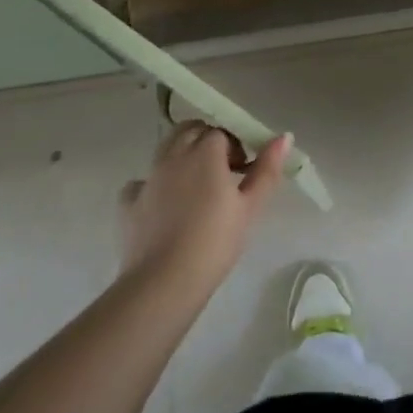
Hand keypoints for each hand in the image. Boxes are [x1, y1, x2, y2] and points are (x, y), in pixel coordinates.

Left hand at [118, 123, 289, 293]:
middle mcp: (174, 156)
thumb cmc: (215, 242)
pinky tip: (162, 204)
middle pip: (190, 130)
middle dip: (206, 140)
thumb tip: (284, 136)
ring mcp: (149, 177)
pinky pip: (142, 181)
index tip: (243, 170)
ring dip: (181, 154)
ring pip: (165, 149)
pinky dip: (154, 185)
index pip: (221, 133)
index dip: (235, 146)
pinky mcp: (129, 202)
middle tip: (222, 171)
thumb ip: (267, 169)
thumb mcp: (250, 207)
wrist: (164, 281)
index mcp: (205, 152)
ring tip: (195, 186)